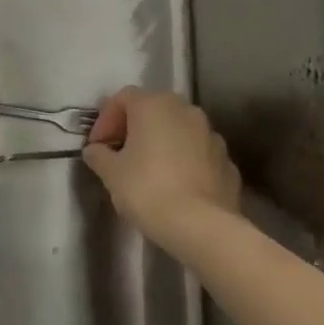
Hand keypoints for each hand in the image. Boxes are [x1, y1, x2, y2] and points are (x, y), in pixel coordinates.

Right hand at [82, 87, 240, 257]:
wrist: (202, 226)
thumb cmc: (147, 190)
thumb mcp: (111, 173)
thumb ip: (99, 155)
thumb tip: (96, 150)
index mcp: (154, 105)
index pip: (123, 98)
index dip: (105, 120)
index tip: (97, 147)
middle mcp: (186, 110)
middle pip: (153, 110)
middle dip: (134, 129)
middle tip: (120, 155)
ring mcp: (211, 135)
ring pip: (179, 130)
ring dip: (162, 144)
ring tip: (149, 172)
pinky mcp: (227, 161)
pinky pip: (198, 153)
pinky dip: (184, 162)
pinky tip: (175, 187)